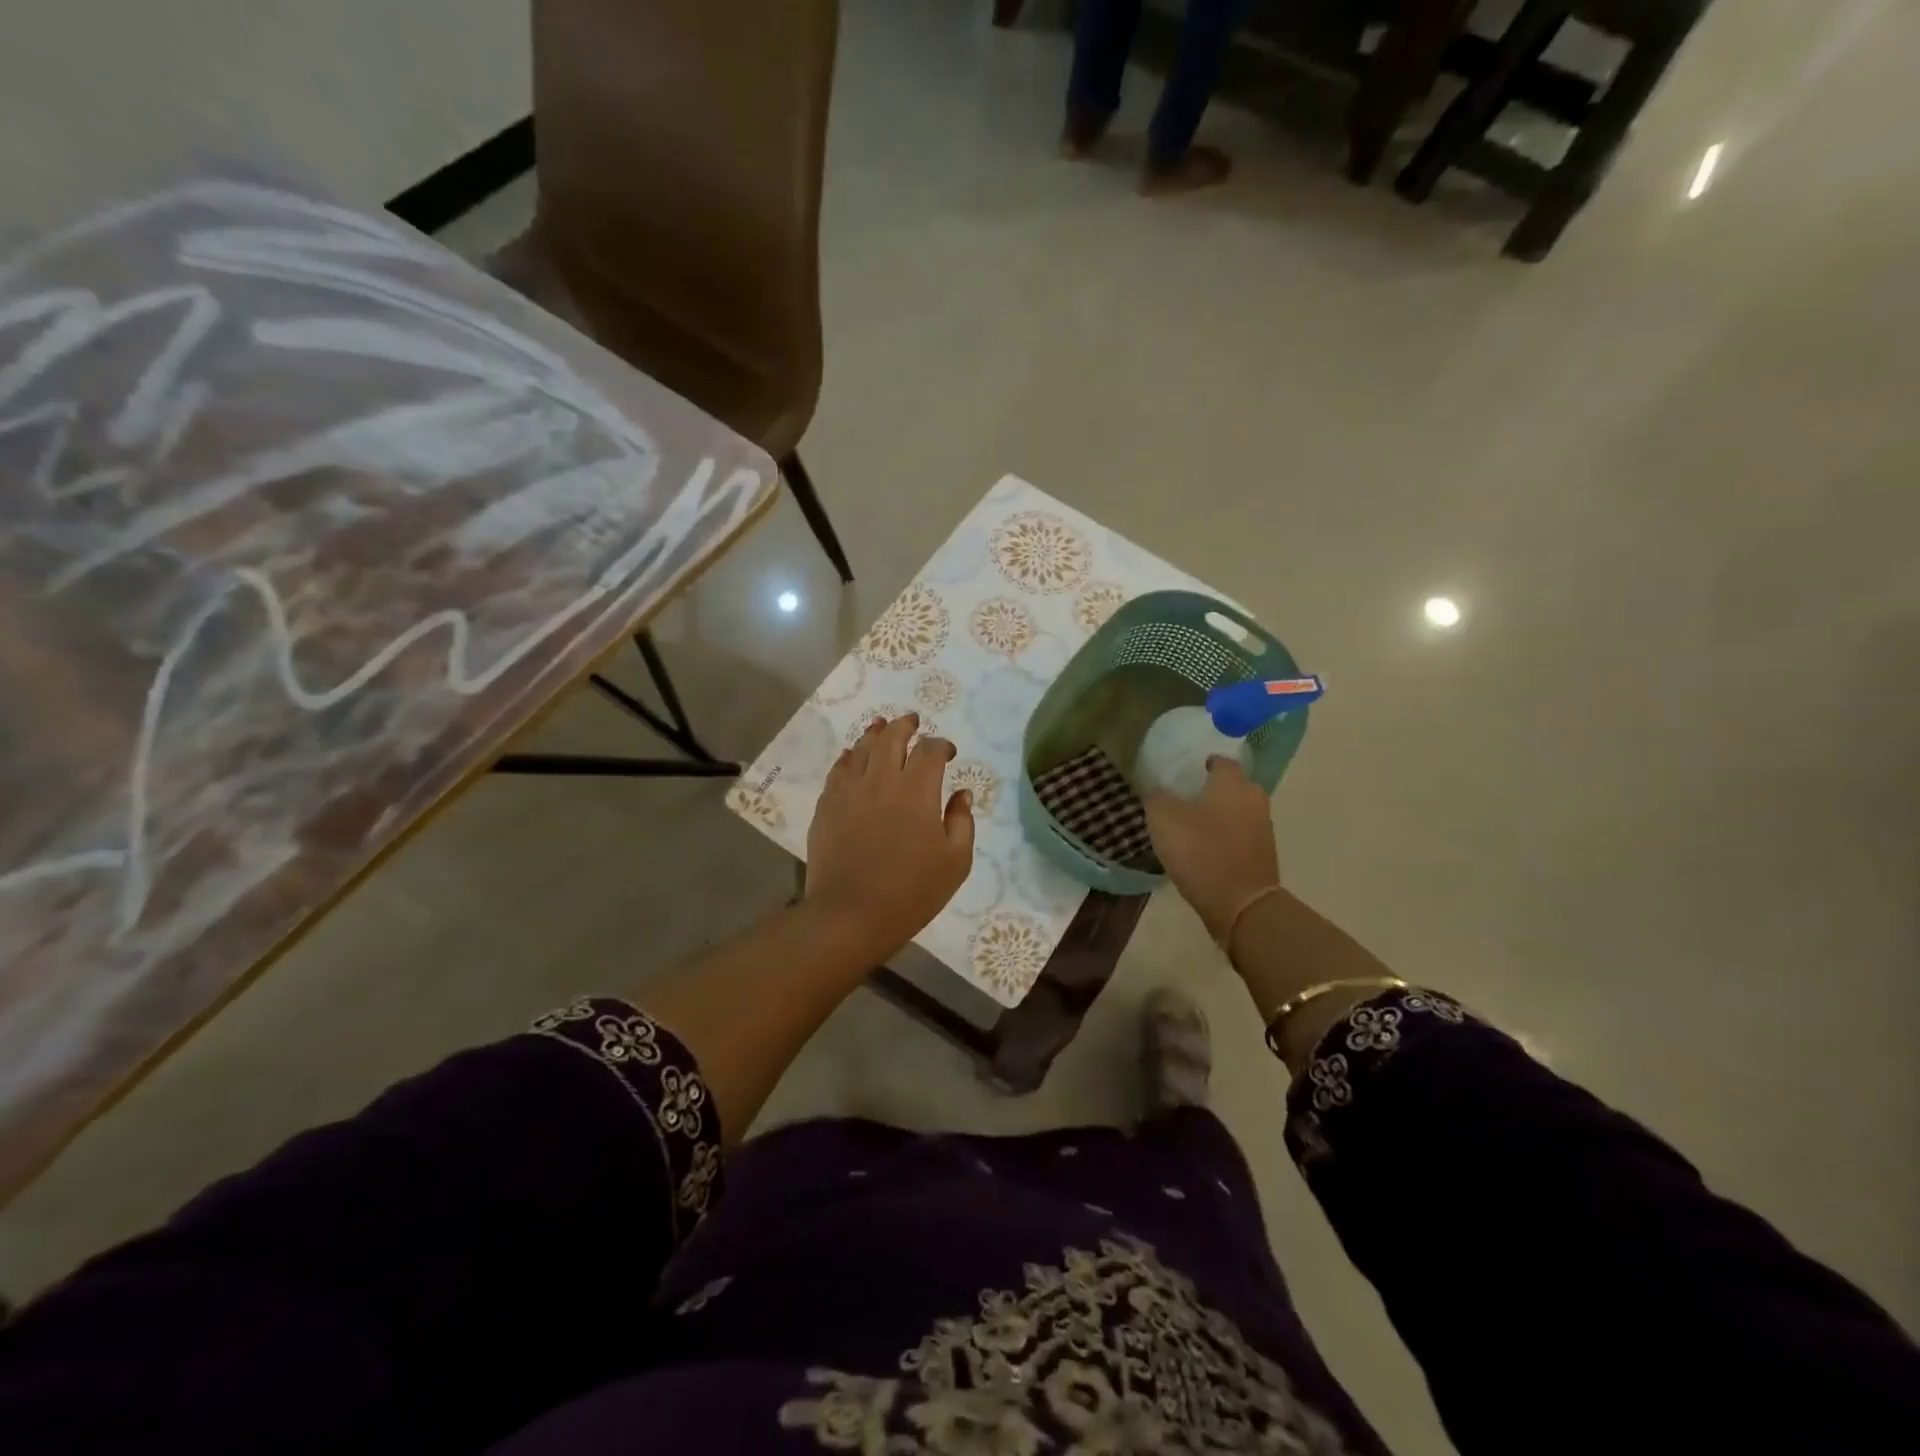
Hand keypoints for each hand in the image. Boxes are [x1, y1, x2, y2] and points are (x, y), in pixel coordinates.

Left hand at [804, 713, 974, 964]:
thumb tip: (961, 793)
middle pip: (892, 737)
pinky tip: (853, 757)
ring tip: (881, 726)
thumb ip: (962, 821)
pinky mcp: (827, 805)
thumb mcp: (955, 862)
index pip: (930, 750)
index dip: (942, 745)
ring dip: (875, 733)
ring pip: (862, 748)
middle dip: (905, 726)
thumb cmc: (911, 892)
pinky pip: (838, 769)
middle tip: (912, 721)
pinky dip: (849, 757)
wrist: (850, 915)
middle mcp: (882, 780)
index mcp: (917, 791)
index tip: (948, 753)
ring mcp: (849, 790)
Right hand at [1145, 757, 1280, 941]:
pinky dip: (1224, 837)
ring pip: (1237, 811)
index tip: (1184, 772)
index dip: (1201, 763)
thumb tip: (1155, 788)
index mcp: (1232, 783)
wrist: (1241, 905)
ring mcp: (1263, 827)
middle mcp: (1253, 798)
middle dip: (1211, 790)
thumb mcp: (1163, 819)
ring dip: (1218, 815)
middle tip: (1184, 798)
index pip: (1220, 760)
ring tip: (1191, 826)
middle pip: (1231, 786)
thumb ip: (1156, 797)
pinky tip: (1204, 849)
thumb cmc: (1201, 851)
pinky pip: (1240, 835)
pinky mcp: (1263, 854)